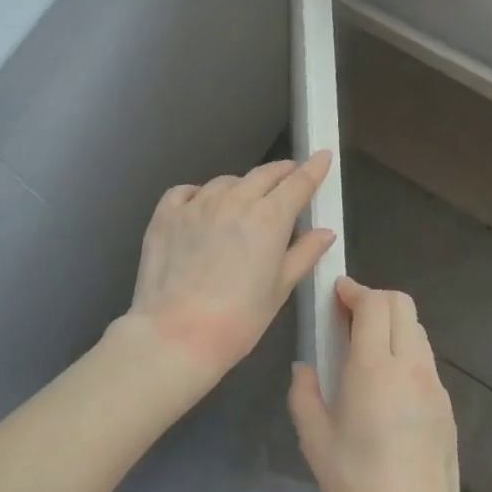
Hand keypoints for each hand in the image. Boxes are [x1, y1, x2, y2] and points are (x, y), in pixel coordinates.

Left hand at [125, 151, 337, 384]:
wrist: (177, 334)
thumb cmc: (238, 319)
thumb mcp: (279, 289)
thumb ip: (303, 254)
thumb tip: (325, 232)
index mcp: (269, 218)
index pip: (298, 182)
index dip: (313, 168)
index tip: (322, 157)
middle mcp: (234, 200)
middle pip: (264, 175)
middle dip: (281, 173)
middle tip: (290, 176)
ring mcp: (196, 204)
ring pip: (226, 182)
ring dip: (241, 186)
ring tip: (245, 200)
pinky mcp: (166, 215)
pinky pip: (187, 192)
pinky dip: (200, 194)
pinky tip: (201, 207)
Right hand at [289, 276, 463, 491]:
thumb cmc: (357, 485)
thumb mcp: (315, 441)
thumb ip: (304, 394)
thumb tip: (306, 369)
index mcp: (374, 368)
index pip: (375, 303)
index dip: (354, 290)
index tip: (335, 295)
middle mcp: (411, 366)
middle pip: (402, 304)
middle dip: (374, 299)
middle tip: (346, 319)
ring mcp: (434, 385)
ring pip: (417, 329)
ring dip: (391, 324)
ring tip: (364, 350)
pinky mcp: (447, 406)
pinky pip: (425, 359)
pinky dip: (404, 351)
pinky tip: (385, 385)